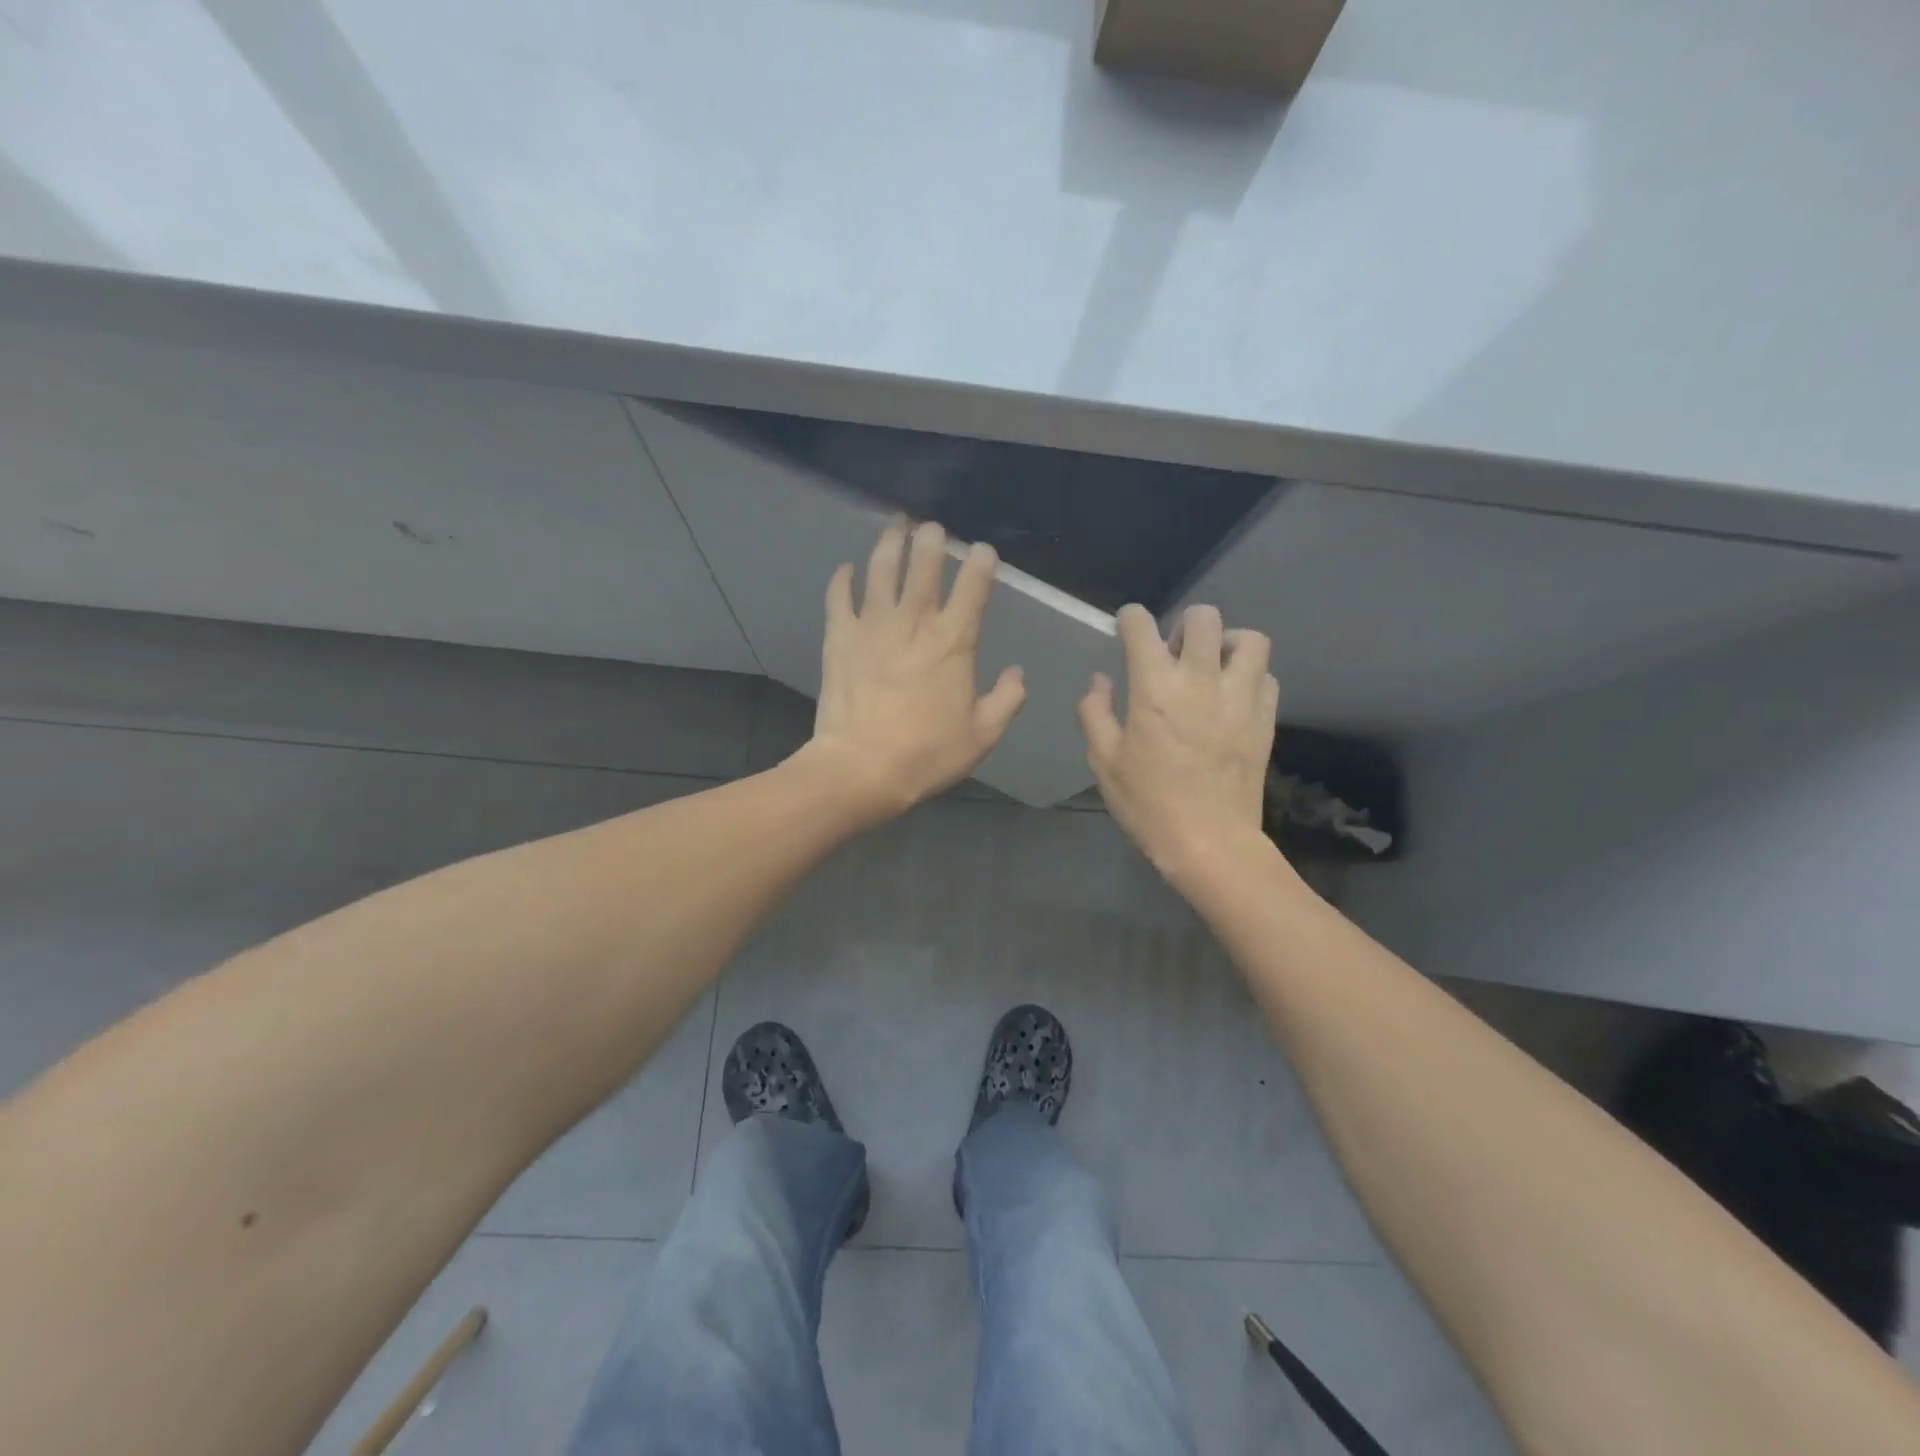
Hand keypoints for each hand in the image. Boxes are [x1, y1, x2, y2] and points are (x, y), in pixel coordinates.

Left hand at [801, 519, 1026, 819]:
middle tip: (932, 527)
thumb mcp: (982, 735)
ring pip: (881, 571)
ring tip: (895, 524)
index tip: (982, 550)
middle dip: (931, 541)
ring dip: (890, 543)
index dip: (980, 564)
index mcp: (953, 642)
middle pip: (923, 567)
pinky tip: (847, 568)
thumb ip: (1006, 700)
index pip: (972, 589)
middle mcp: (914, 623)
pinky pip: (839, 597)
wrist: (862, 768)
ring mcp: (872, 626)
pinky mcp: (839, 638)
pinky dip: (842, 579)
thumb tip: (1017, 674)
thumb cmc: (927, 754)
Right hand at [1077, 603, 1277, 878]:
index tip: (1127, 626)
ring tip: (1212, 665)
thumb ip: (1095, 712)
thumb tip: (1099, 680)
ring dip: (1227, 642)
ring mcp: (1240, 698)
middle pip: (1203, 618)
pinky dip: (1249, 675)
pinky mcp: (1265, 719)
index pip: (1142, 627)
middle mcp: (1200, 680)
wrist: (1209, 842)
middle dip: (1184, 624)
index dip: (1131, 618)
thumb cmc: (1148, 803)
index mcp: (1154, 688)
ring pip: (1248, 639)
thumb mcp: (1104, 761)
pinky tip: (1233, 696)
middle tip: (1174, 653)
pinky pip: (1266, 676)